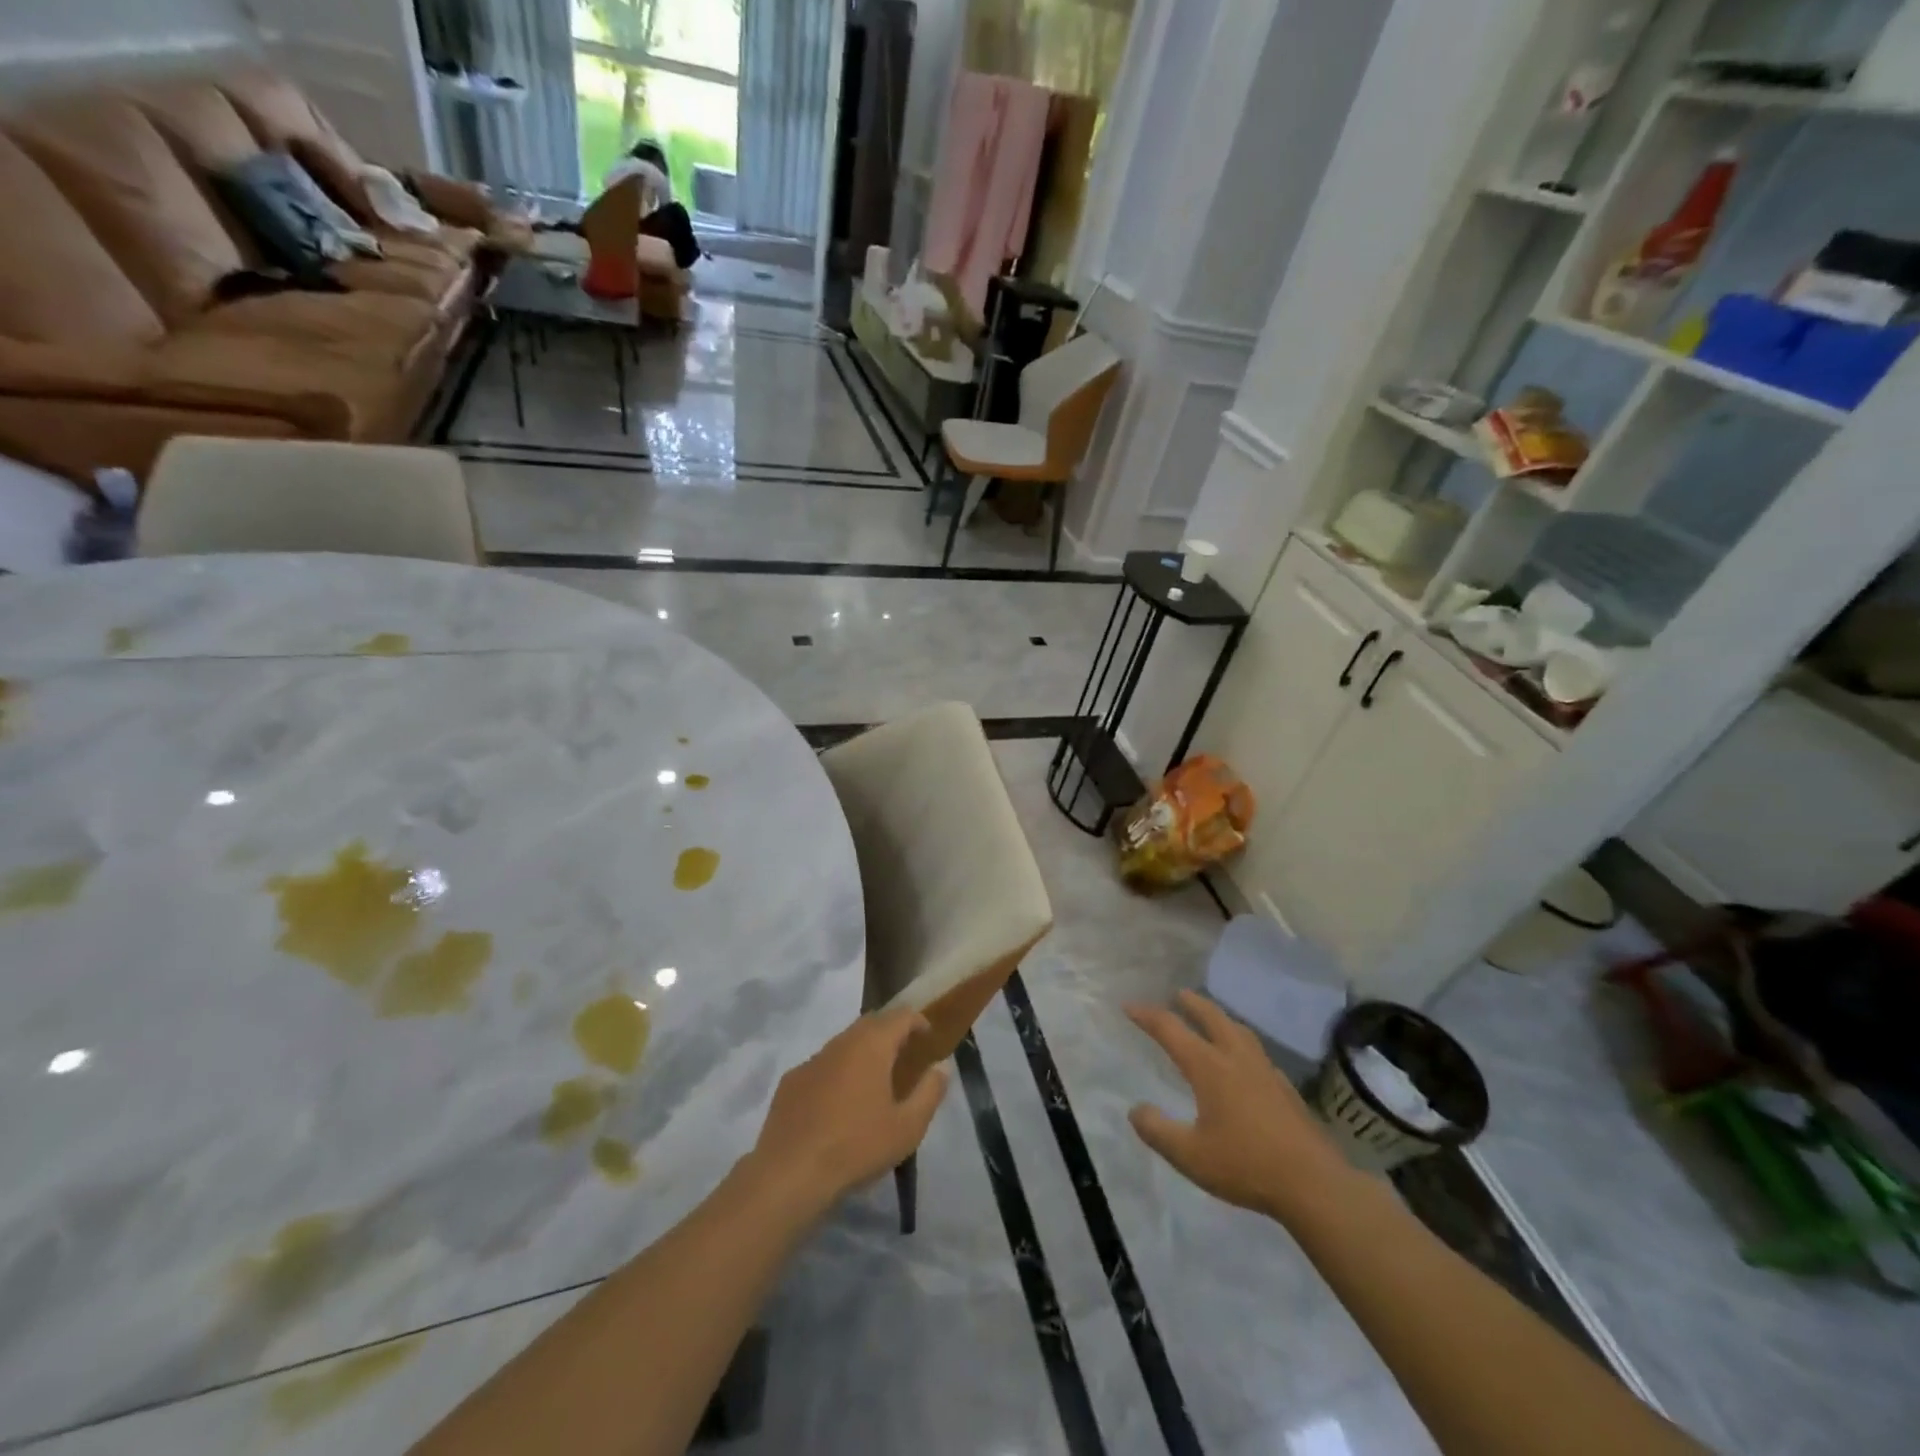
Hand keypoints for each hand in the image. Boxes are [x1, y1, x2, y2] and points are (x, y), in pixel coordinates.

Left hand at [748, 1007, 950, 1212]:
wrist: (789, 1173)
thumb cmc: (856, 1146)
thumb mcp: (907, 1127)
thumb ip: (929, 1092)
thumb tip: (941, 1067)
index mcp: (872, 1046)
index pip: (900, 1015)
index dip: (918, 1021)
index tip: (928, 1037)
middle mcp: (841, 1043)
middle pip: (870, 1023)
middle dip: (889, 1032)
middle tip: (903, 1055)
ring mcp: (812, 1060)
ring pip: (843, 1043)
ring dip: (862, 1052)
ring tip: (873, 1081)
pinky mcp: (791, 1081)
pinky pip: (822, 1066)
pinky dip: (837, 1073)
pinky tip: (838, 1104)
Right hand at [1126, 990, 1356, 1223]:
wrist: (1313, 1183)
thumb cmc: (1246, 1165)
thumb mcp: (1190, 1156)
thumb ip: (1158, 1131)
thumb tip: (1136, 1109)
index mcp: (1209, 1067)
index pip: (1170, 1029)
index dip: (1147, 1016)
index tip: (1129, 1007)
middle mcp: (1236, 1058)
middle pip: (1211, 1017)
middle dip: (1191, 1003)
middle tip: (1177, 994)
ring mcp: (1265, 1070)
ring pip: (1238, 1030)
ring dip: (1219, 1017)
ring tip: (1210, 1017)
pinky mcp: (1285, 1088)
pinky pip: (1255, 1050)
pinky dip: (1240, 1041)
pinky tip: (1243, 1060)